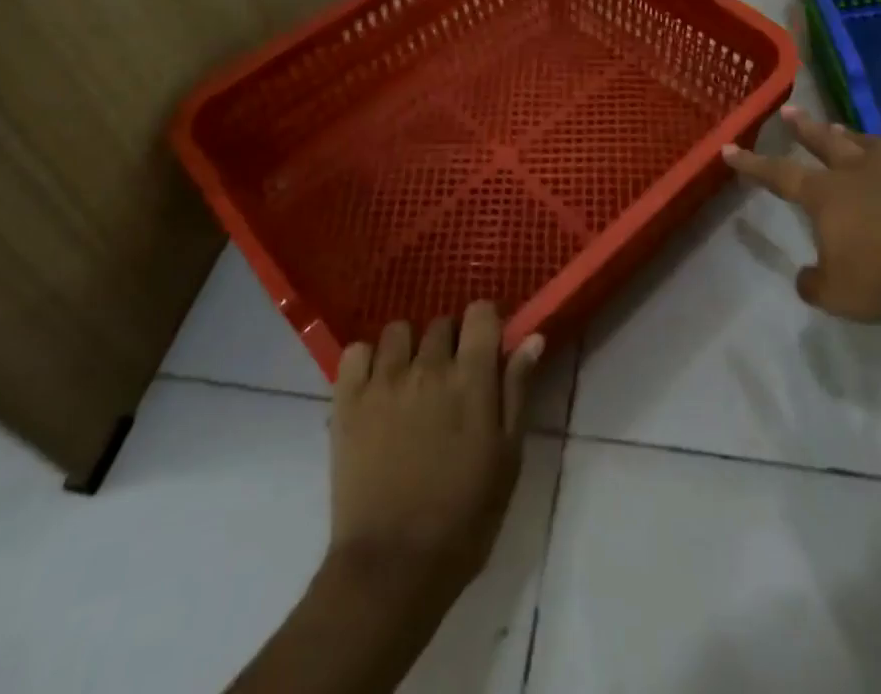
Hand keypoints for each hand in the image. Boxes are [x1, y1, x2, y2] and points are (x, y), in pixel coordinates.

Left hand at [326, 304, 542, 607]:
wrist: (392, 569)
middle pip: (441, 322)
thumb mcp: (507, 458)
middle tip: (451, 379)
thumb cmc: (464, 518)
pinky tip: (375, 385)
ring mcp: (384, 380)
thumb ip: (517, 391)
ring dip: (408, 348)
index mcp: (471, 378)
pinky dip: (366, 360)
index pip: (480, 312)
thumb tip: (532, 337)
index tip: (487, 345)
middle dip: (450, 342)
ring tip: (410, 381)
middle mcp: (428, 366)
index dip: (486, 322)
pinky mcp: (348, 400)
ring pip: (398, 331)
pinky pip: (355, 352)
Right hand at [722, 105, 880, 319]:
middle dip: (803, 128)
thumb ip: (816, 284)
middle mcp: (858, 171)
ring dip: (850, 136)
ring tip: (841, 128)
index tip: (729, 147)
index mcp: (826, 194)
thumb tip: (807, 277)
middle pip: (824, 142)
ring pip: (867, 144)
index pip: (778, 174)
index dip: (752, 163)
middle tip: (790, 110)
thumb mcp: (840, 294)